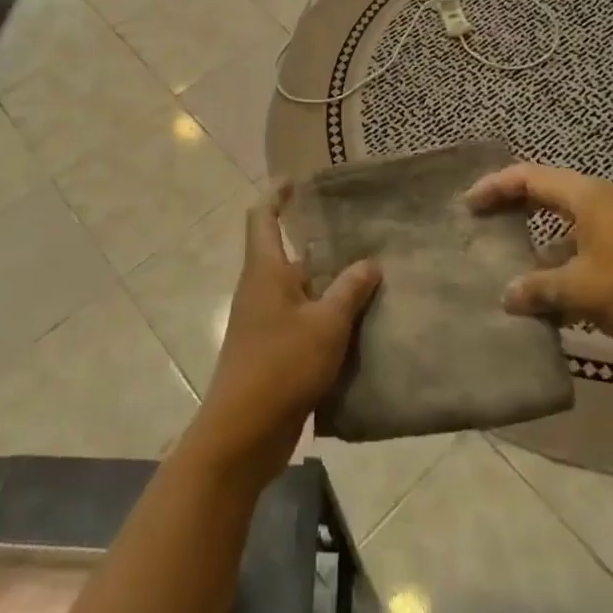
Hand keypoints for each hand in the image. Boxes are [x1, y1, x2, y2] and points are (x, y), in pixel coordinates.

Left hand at [187, 183, 380, 485]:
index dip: (276, 195)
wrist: (243, 433)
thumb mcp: (326, 324)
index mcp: (265, 270)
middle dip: (316, 242)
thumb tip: (369, 263)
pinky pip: (301, 320)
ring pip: (298, 290)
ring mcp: (263, 322)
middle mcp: (260, 289)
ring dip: (326, 282)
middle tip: (356, 231)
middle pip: (285, 253)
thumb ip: (349, 291)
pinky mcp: (271, 352)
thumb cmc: (281, 365)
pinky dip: (324, 315)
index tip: (294, 180)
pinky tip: (357, 322)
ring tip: (368, 274)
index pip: (263, 218)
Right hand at [467, 163, 612, 368]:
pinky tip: (542, 299)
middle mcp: (599, 205)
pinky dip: (557, 268)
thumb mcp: (582, 289)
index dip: (495, 186)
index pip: (529, 177)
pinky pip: (579, 253)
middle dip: (511, 208)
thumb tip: (506, 295)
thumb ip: (538, 288)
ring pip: (562, 228)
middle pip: (544, 195)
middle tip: (479, 224)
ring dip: (534, 244)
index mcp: (587, 197)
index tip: (468, 204)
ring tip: (503, 264)